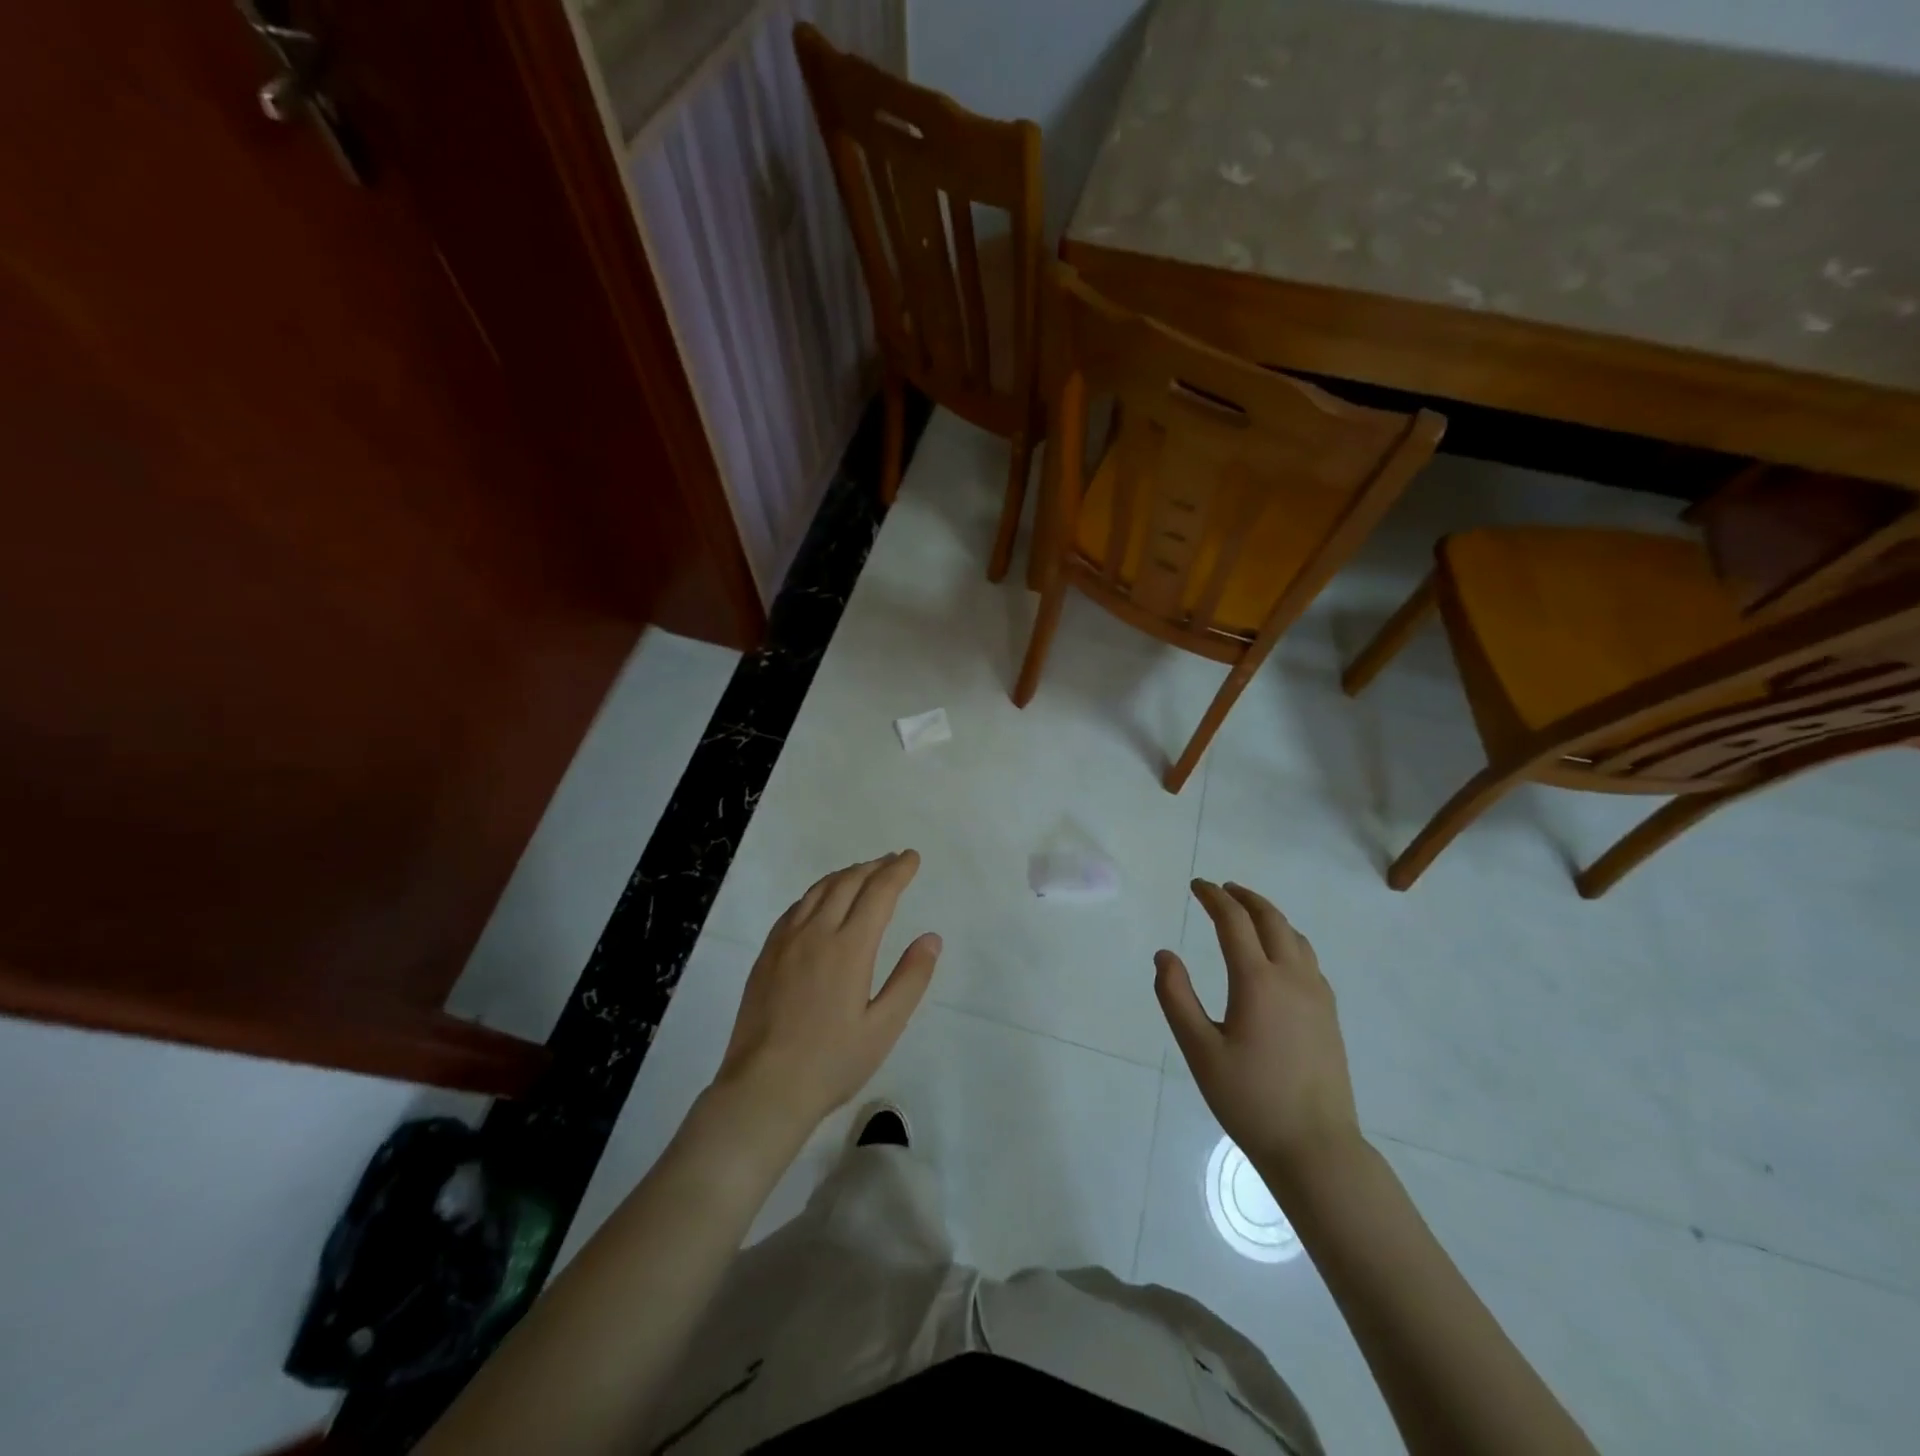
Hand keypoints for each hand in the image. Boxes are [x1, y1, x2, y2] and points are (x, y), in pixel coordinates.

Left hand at [713, 852, 940, 1139]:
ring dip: (845, 874)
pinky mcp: (766, 955)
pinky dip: (817, 893)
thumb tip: (931, 938)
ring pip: (818, 891)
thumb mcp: (884, 1028)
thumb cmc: (832, 1062)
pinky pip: (795, 908)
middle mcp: (816, 933)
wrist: (763, 1089)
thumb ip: (910, 979)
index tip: (911, 857)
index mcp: (849, 948)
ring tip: (863, 872)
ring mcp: (786, 942)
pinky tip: (821, 901)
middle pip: (847, 883)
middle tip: (893, 861)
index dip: (898, 871)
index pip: (878, 893)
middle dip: (874, 867)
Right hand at [1155, 880, 1361, 1188]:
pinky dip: (1288, 939)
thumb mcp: (1199, 1050)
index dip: (1214, 898)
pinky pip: (1308, 958)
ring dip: (1269, 915)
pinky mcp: (1329, 1014)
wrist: (1315, 1147)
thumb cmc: (1250, 1099)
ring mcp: (1317, 995)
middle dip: (1244, 897)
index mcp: (1258, 981)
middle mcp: (1292, 977)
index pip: (1234, 922)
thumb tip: (1165, 955)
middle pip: (1271, 919)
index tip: (1197, 885)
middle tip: (1221, 889)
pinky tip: (1278, 955)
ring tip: (1248, 912)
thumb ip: (1176, 997)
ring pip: (1295, 936)